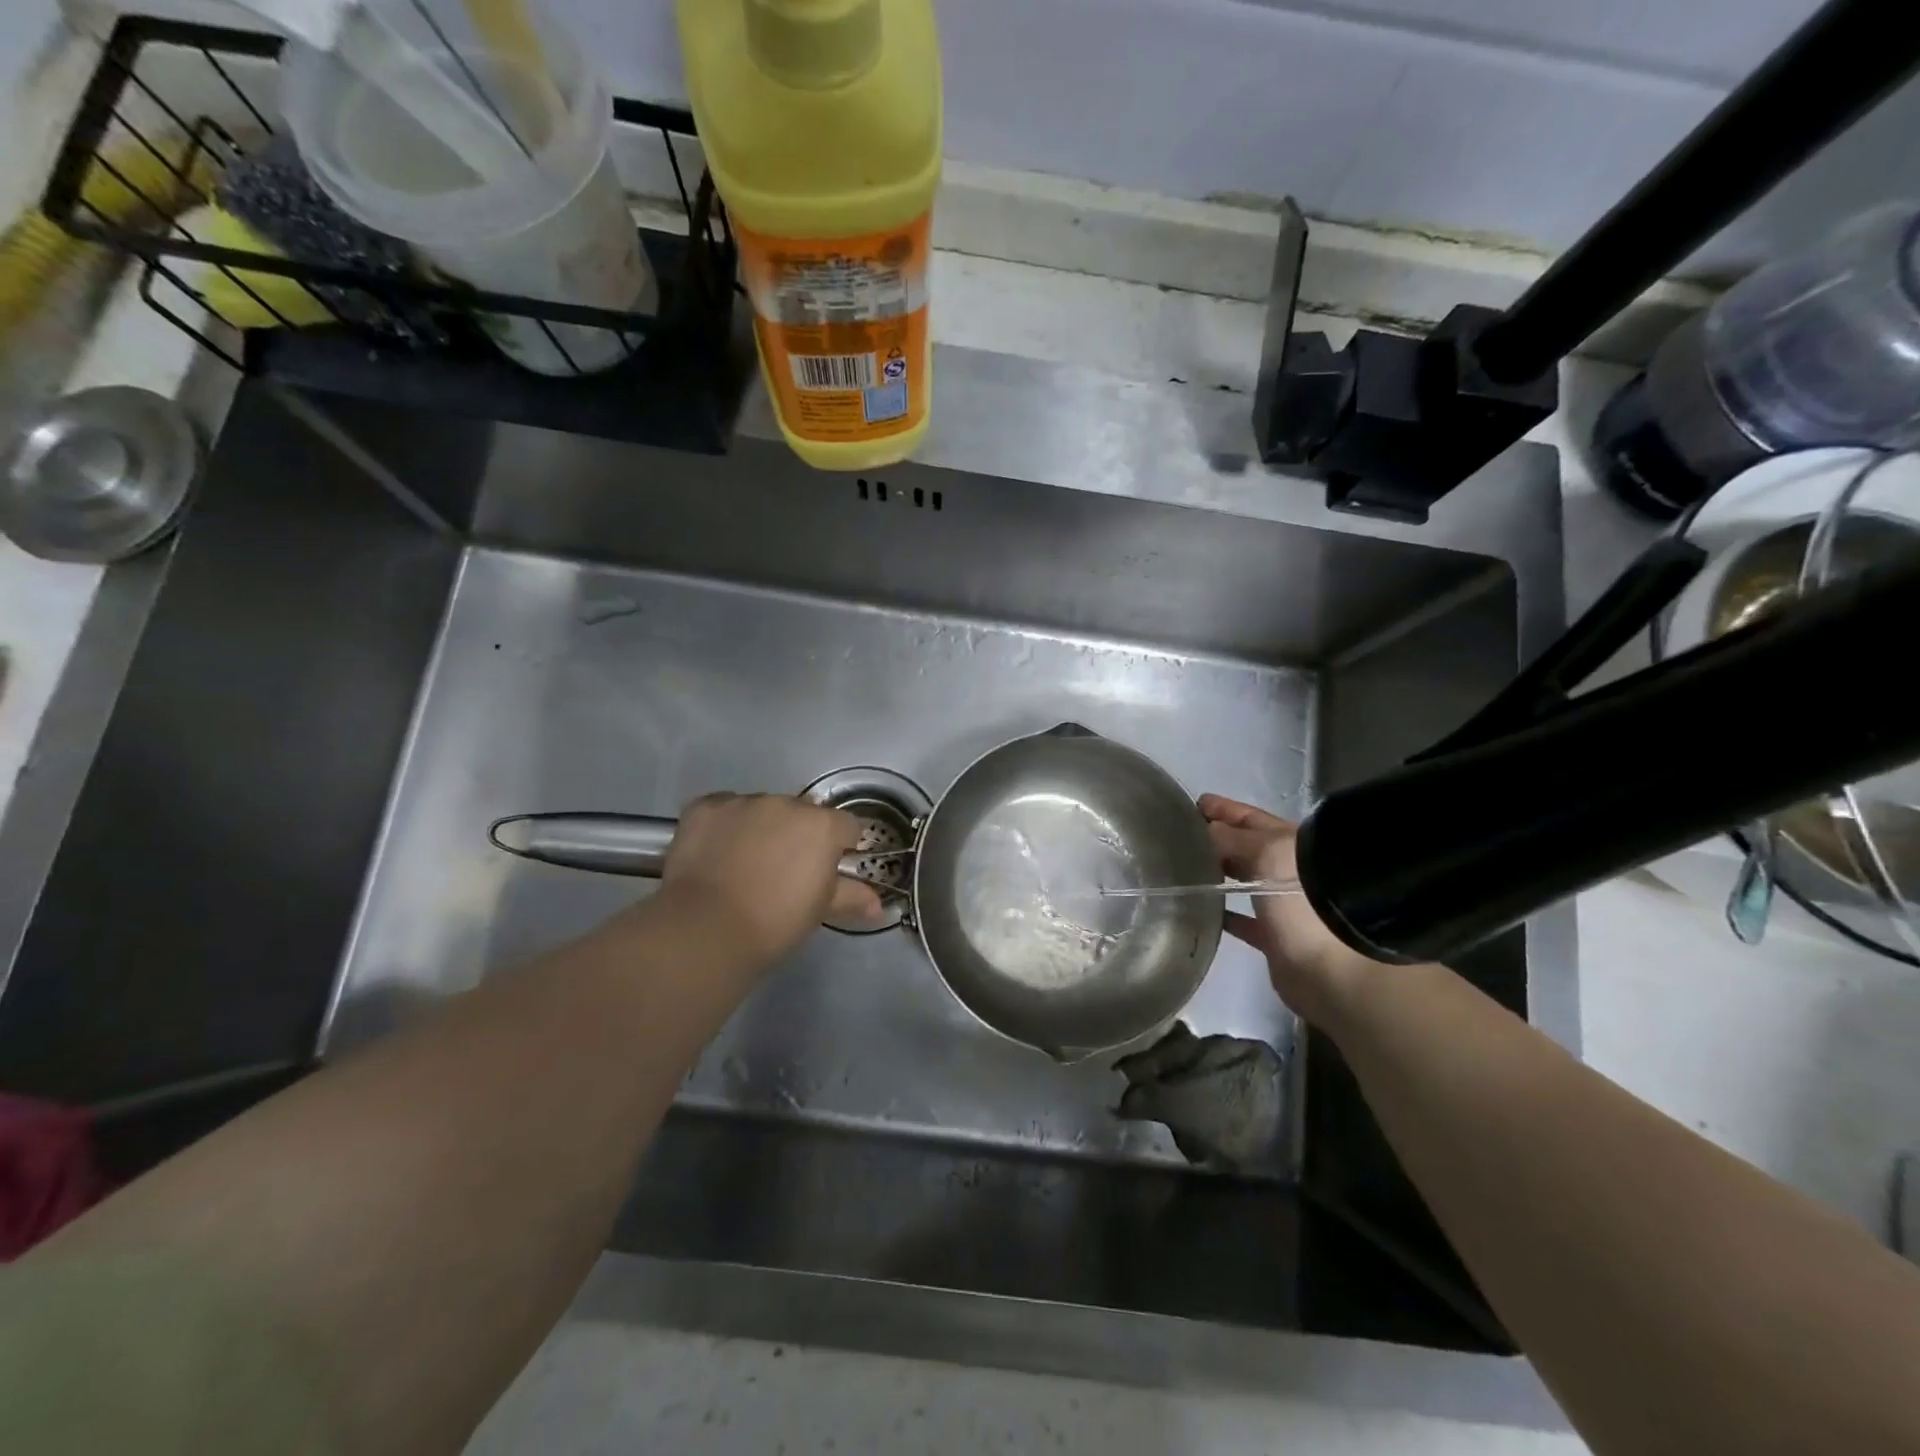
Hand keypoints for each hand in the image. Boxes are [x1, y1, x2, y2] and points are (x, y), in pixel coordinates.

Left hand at [662, 794, 883, 963]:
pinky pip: (723, 809)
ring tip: (744, 863)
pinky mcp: (705, 807)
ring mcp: (743, 802)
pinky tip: (715, 852)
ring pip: (761, 809)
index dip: (840, 847)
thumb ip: (851, 896)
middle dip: (798, 834)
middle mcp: (786, 804)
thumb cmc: (775, 923)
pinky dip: (723, 825)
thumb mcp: (819, 911)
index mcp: (822, 826)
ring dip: (760, 827)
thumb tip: (877, 904)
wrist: (707, 929)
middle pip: (801, 813)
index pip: (846, 826)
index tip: (827, 869)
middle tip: (783, 870)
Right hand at [1199, 794, 1382, 1027]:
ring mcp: (1284, 904)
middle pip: (1248, 848)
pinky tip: (1202, 910)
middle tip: (1183, 835)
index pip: (1251, 818)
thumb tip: (1202, 828)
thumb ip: (1230, 838)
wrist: (1335, 969)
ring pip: (1245, 881)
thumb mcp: (1266, 853)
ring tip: (1187, 868)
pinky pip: (1243, 920)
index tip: (1196, 803)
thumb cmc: (1303, 899)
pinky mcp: (1275, 937)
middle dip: (1219, 839)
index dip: (1225, 809)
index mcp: (1292, 843)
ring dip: (1220, 873)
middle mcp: (1289, 870)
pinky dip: (1224, 914)